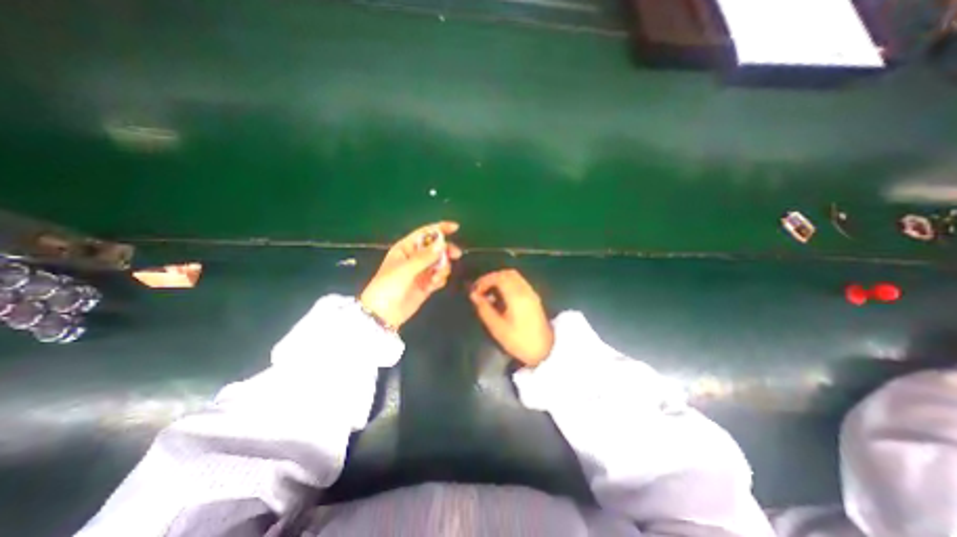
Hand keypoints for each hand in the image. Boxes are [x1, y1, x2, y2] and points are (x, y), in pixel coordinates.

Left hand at [358, 221, 463, 327]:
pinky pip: (439, 277)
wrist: (383, 314)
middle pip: (436, 248)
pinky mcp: (426, 285)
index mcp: (406, 248)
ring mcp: (421, 272)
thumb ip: (425, 257)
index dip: (440, 228)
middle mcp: (415, 258)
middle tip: (456, 255)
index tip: (456, 228)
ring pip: (440, 263)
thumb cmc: (388, 286)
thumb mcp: (405, 269)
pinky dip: (440, 279)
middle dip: (446, 251)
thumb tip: (442, 244)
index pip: (425, 233)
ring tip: (436, 278)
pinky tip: (434, 285)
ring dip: (443, 268)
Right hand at [471, 267, 553, 364]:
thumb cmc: (519, 341)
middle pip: (507, 273)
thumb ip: (484, 309)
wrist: (545, 350)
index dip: (484, 280)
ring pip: (514, 276)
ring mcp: (531, 292)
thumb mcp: (497, 328)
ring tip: (489, 293)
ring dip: (500, 280)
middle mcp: (525, 290)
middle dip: (491, 278)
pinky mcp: (534, 297)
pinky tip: (501, 297)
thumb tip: (473, 295)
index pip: (499, 277)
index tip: (475, 291)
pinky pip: (519, 282)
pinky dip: (508, 284)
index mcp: (516, 296)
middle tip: (481, 289)